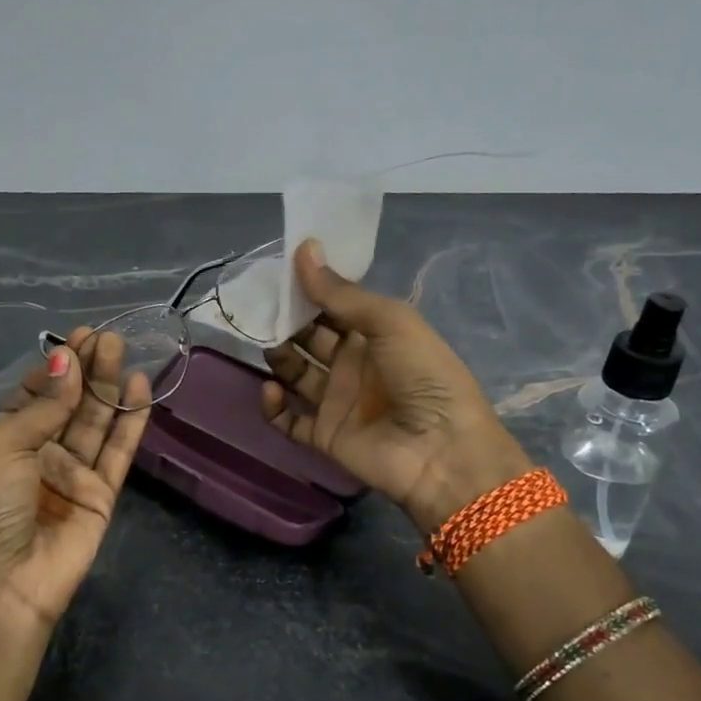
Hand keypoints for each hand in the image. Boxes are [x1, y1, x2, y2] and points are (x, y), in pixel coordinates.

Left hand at [0, 328, 150, 635]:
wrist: (4, 583)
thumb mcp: (4, 446)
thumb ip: (44, 404)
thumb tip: (66, 359)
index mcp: (7, 439)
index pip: (36, 393)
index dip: (57, 366)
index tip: (79, 337)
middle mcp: (41, 452)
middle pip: (70, 403)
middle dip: (88, 369)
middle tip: (109, 337)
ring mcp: (73, 473)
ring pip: (97, 422)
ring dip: (109, 387)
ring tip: (124, 350)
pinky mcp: (102, 494)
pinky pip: (119, 451)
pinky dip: (131, 421)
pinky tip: (140, 388)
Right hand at [261, 241, 533, 533]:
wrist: (442, 452)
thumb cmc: (424, 376)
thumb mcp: (390, 322)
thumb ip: (341, 293)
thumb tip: (304, 249)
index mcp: (375, 334)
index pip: (333, 306)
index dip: (308, 291)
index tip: (277, 273)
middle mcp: (353, 364)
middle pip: (309, 338)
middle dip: (286, 321)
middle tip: (259, 307)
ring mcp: (337, 401)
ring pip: (295, 374)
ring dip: (278, 357)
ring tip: (263, 343)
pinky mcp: (324, 435)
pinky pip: (288, 419)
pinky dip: (273, 406)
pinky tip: (270, 389)